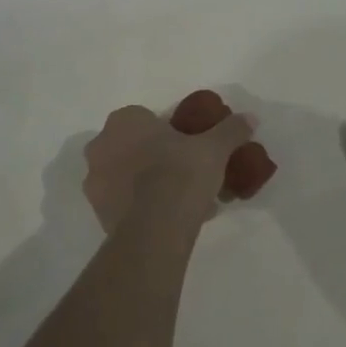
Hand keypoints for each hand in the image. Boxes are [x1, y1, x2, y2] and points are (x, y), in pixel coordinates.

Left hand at [82, 104, 256, 233]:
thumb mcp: (214, 149)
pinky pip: (123, 203)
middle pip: (133, 146)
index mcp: (124, 121)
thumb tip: (251, 117)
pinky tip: (169, 218)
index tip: (188, 147)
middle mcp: (101, 145)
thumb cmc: (181, 174)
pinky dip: (140, 207)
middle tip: (185, 172)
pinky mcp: (97, 213)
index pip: (146, 118)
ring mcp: (94, 181)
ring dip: (146, 183)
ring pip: (126, 175)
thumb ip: (231, 129)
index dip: (168, 132)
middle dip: (155, 157)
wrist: (156, 229)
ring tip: (181, 200)